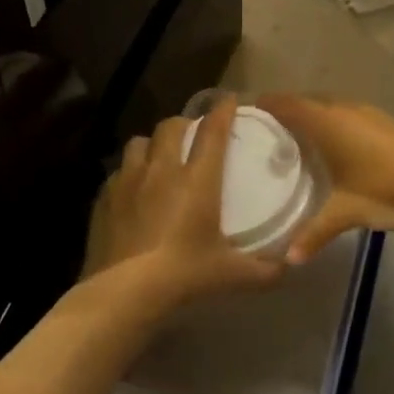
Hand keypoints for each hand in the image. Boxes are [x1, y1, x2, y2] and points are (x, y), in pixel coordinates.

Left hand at [83, 96, 282, 312]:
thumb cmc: (184, 276)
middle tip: (192, 134)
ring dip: (151, 144)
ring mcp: (129, 181)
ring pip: (139, 142)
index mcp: (197, 179)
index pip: (212, 131)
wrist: (124, 293)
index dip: (222, 111)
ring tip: (157, 157)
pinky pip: (117, 172)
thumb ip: (264, 270)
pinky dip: (128, 173)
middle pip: (171, 126)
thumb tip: (289, 267)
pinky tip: (132, 190)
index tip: (229, 100)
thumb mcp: (231, 275)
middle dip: (184, 123)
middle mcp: (162, 169)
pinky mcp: (104, 198)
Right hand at [257, 96, 393, 261]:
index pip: (287, 103)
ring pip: (325, 105)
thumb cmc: (391, 189)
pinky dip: (325, 121)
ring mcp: (365, 112)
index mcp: (328, 121)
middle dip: (281, 111)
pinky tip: (324, 146)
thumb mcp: (349, 213)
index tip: (241, 114)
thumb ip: (316, 232)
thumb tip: (287, 259)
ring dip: (306, 115)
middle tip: (258, 132)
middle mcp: (343, 108)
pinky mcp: (380, 120)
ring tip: (285, 138)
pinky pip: (341, 112)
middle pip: (304, 101)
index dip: (264, 105)